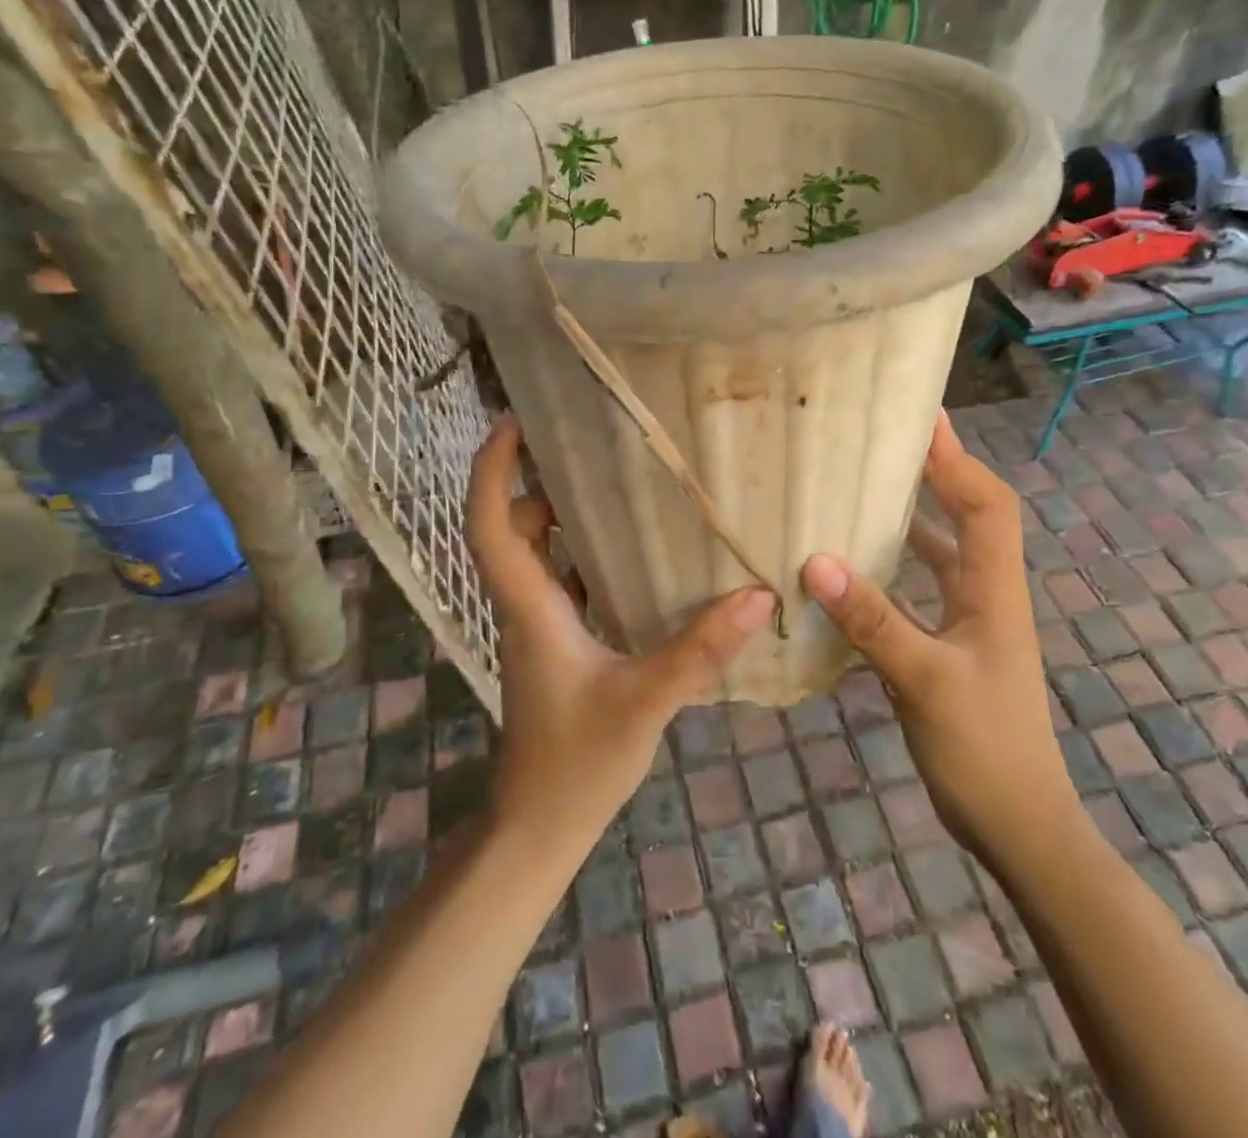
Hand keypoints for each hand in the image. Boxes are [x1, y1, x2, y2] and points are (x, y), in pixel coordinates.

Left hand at [467, 417, 774, 847]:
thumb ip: (699, 649)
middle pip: (511, 527)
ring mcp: (538, 625)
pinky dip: (582, 552)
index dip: (492, 469)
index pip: (490, 524)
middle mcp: (525, 605)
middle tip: (582, 441)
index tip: (511, 421)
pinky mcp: (555, 642)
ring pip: (535, 553)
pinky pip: (561, 579)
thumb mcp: (645, 701)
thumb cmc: (576, 762)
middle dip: (533, 479)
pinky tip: (630, 550)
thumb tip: (757, 595)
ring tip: (611, 480)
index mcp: (530, 606)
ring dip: (558, 514)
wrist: (539, 825)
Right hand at [800, 413, 1073, 850]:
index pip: (986, 503)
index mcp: (994, 588)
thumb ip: (873, 620)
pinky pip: (920, 588)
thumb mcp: (925, 681)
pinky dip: (894, 568)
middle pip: (967, 514)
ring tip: (861, 489)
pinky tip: (853, 568)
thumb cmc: (984, 748)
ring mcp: (969, 621)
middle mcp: (985, 593)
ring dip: (911, 517)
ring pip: (941, 551)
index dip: (958, 459)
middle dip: (935, 473)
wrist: (1017, 824)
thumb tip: (816, 561)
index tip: (921, 419)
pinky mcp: (948, 645)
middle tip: (882, 442)